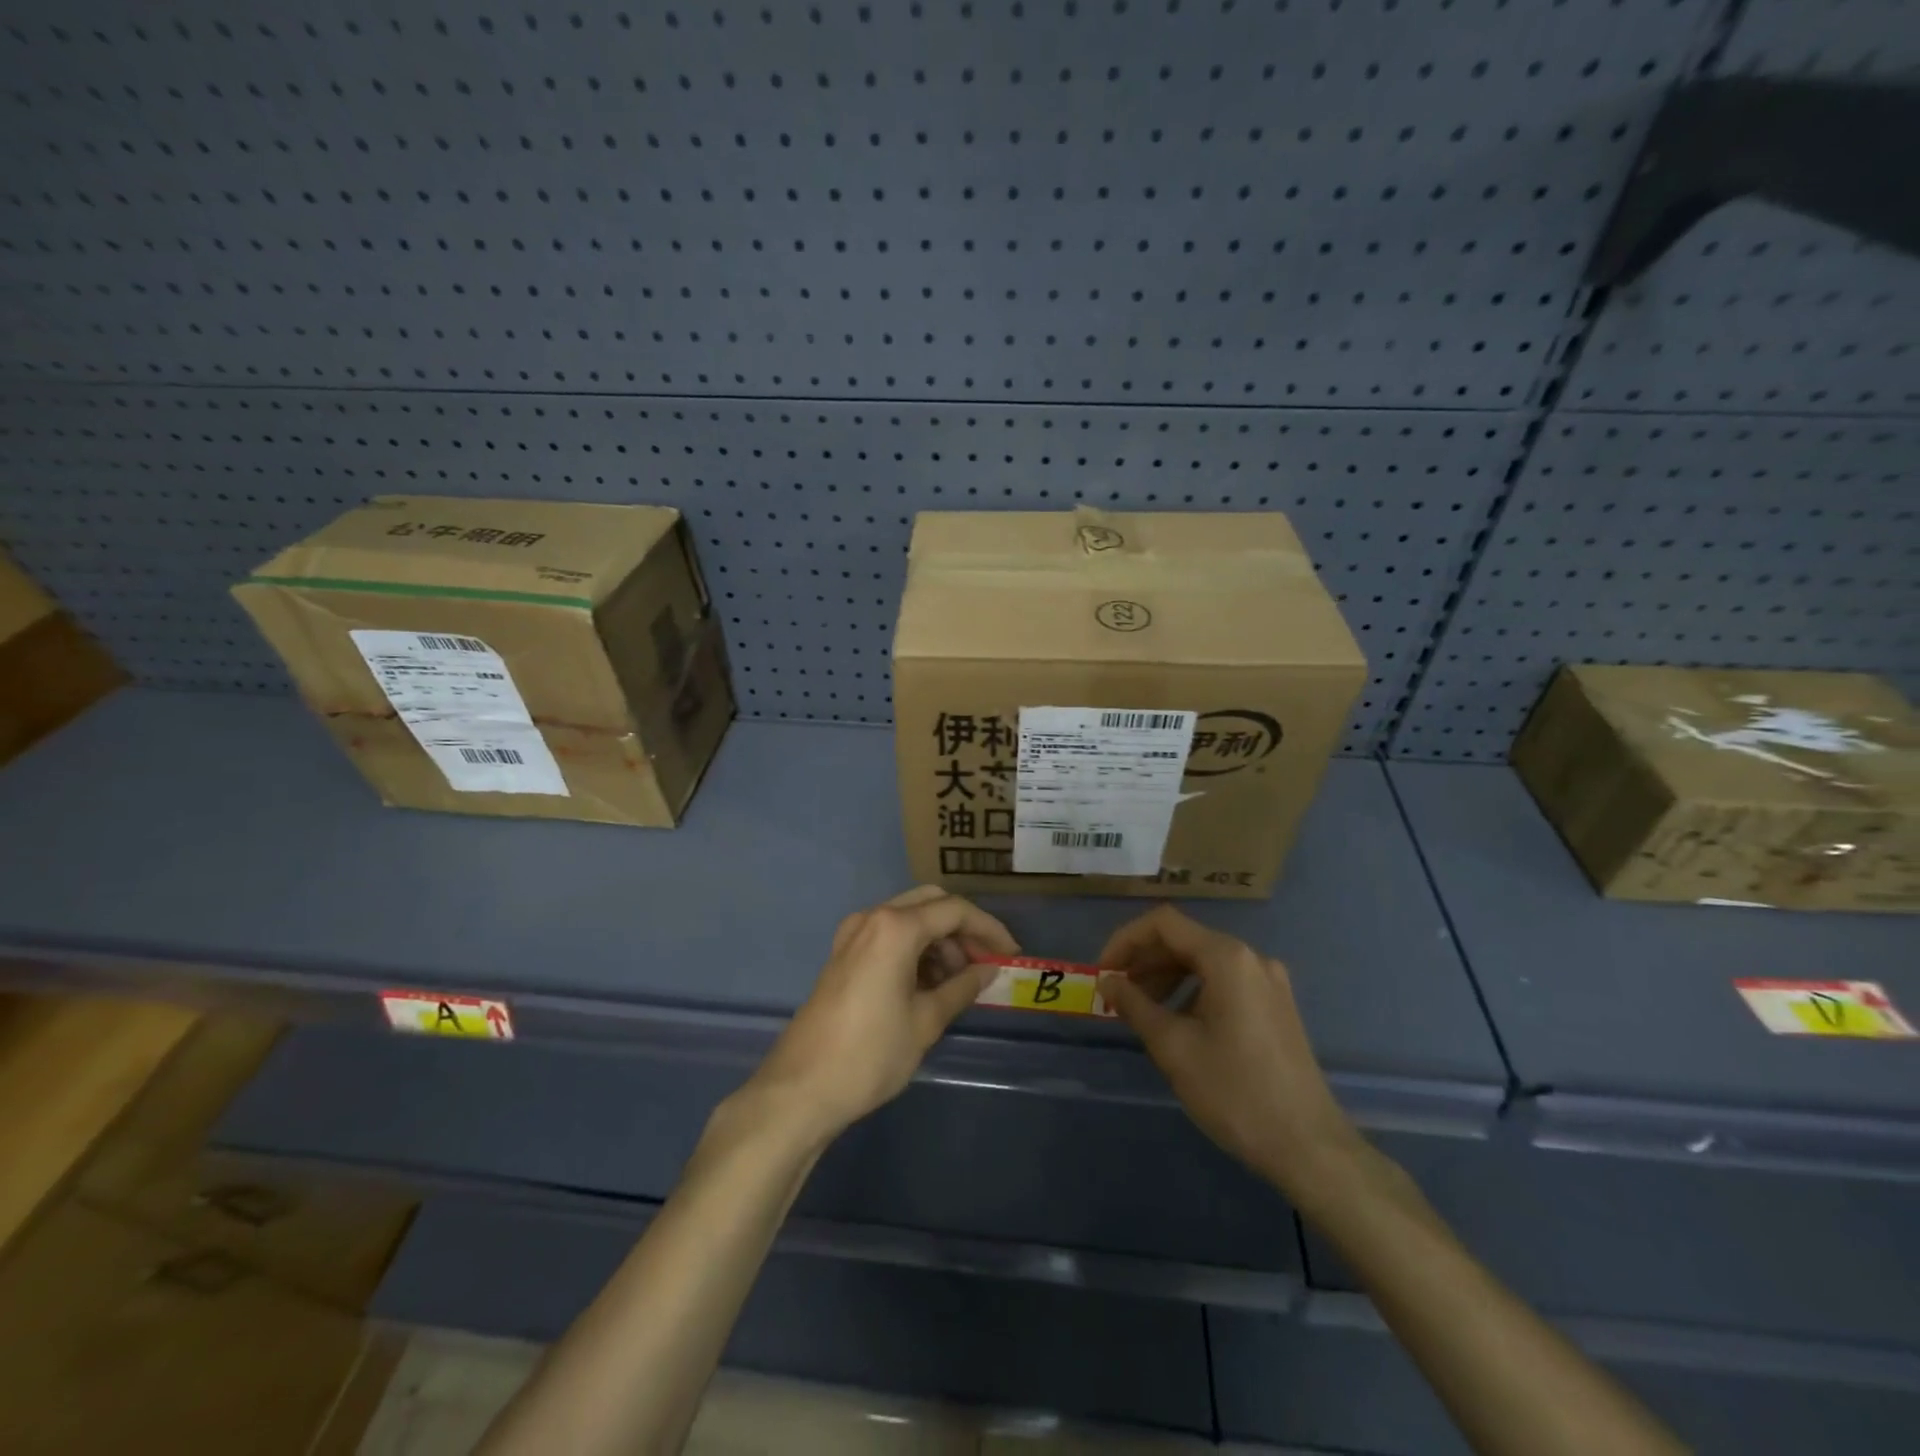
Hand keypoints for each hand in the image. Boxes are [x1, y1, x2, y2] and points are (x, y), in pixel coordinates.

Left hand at [743, 887, 1017, 1143]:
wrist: (800, 1089)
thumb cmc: (871, 1055)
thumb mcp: (926, 1022)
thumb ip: (962, 988)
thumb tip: (989, 971)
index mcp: (895, 928)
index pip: (954, 911)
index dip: (989, 929)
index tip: (1011, 955)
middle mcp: (872, 918)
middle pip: (930, 903)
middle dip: (963, 929)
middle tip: (985, 963)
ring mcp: (853, 934)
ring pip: (909, 918)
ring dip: (939, 940)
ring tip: (959, 982)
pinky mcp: (843, 954)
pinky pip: (888, 935)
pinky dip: (915, 949)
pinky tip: (929, 984)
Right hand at [1098, 905, 1360, 1200]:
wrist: (1309, 1147)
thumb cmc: (1234, 1092)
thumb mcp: (1173, 1047)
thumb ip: (1134, 1004)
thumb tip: (1108, 981)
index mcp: (1227, 958)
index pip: (1163, 924)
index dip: (1125, 940)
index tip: (1103, 973)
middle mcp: (1251, 958)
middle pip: (1184, 940)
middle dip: (1144, 961)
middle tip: (1115, 994)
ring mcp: (1268, 981)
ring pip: (1203, 962)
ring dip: (1165, 977)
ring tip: (1141, 1011)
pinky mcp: (1276, 1006)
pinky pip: (1224, 982)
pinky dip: (1192, 992)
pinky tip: (1177, 1024)